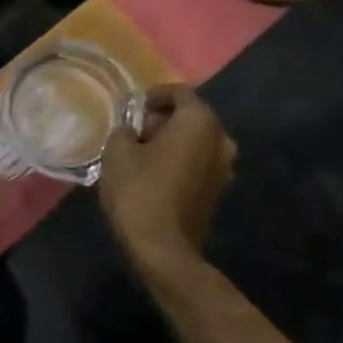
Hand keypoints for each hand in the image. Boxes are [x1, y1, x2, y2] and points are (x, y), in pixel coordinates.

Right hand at [99, 85, 235, 276]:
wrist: (163, 249)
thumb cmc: (139, 191)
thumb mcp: (117, 151)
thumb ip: (125, 129)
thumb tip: (133, 130)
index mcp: (199, 122)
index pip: (178, 92)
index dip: (153, 95)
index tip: (131, 108)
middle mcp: (221, 139)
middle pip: (190, 116)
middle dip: (162, 119)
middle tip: (133, 132)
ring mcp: (224, 168)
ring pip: (195, 141)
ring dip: (171, 141)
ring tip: (141, 154)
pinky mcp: (218, 190)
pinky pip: (197, 162)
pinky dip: (178, 160)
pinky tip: (154, 174)